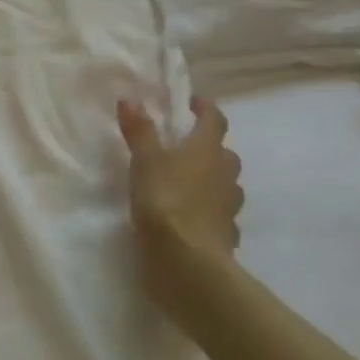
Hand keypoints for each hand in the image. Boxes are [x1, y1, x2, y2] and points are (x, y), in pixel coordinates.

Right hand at [117, 95, 242, 301]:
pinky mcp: (226, 235)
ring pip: (226, 185)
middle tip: (187, 147)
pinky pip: (221, 216)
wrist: (187, 260)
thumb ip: (139, 131)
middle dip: (209, 148)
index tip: (193, 103)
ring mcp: (229, 207)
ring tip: (188, 183)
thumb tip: (131, 100)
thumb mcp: (144, 161)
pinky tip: (195, 218)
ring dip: (212, 180)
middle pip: (225, 154)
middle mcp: (224, 174)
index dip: (205, 109)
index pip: (215, 121)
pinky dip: (210, 212)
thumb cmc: (165, 200)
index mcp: (207, 150)